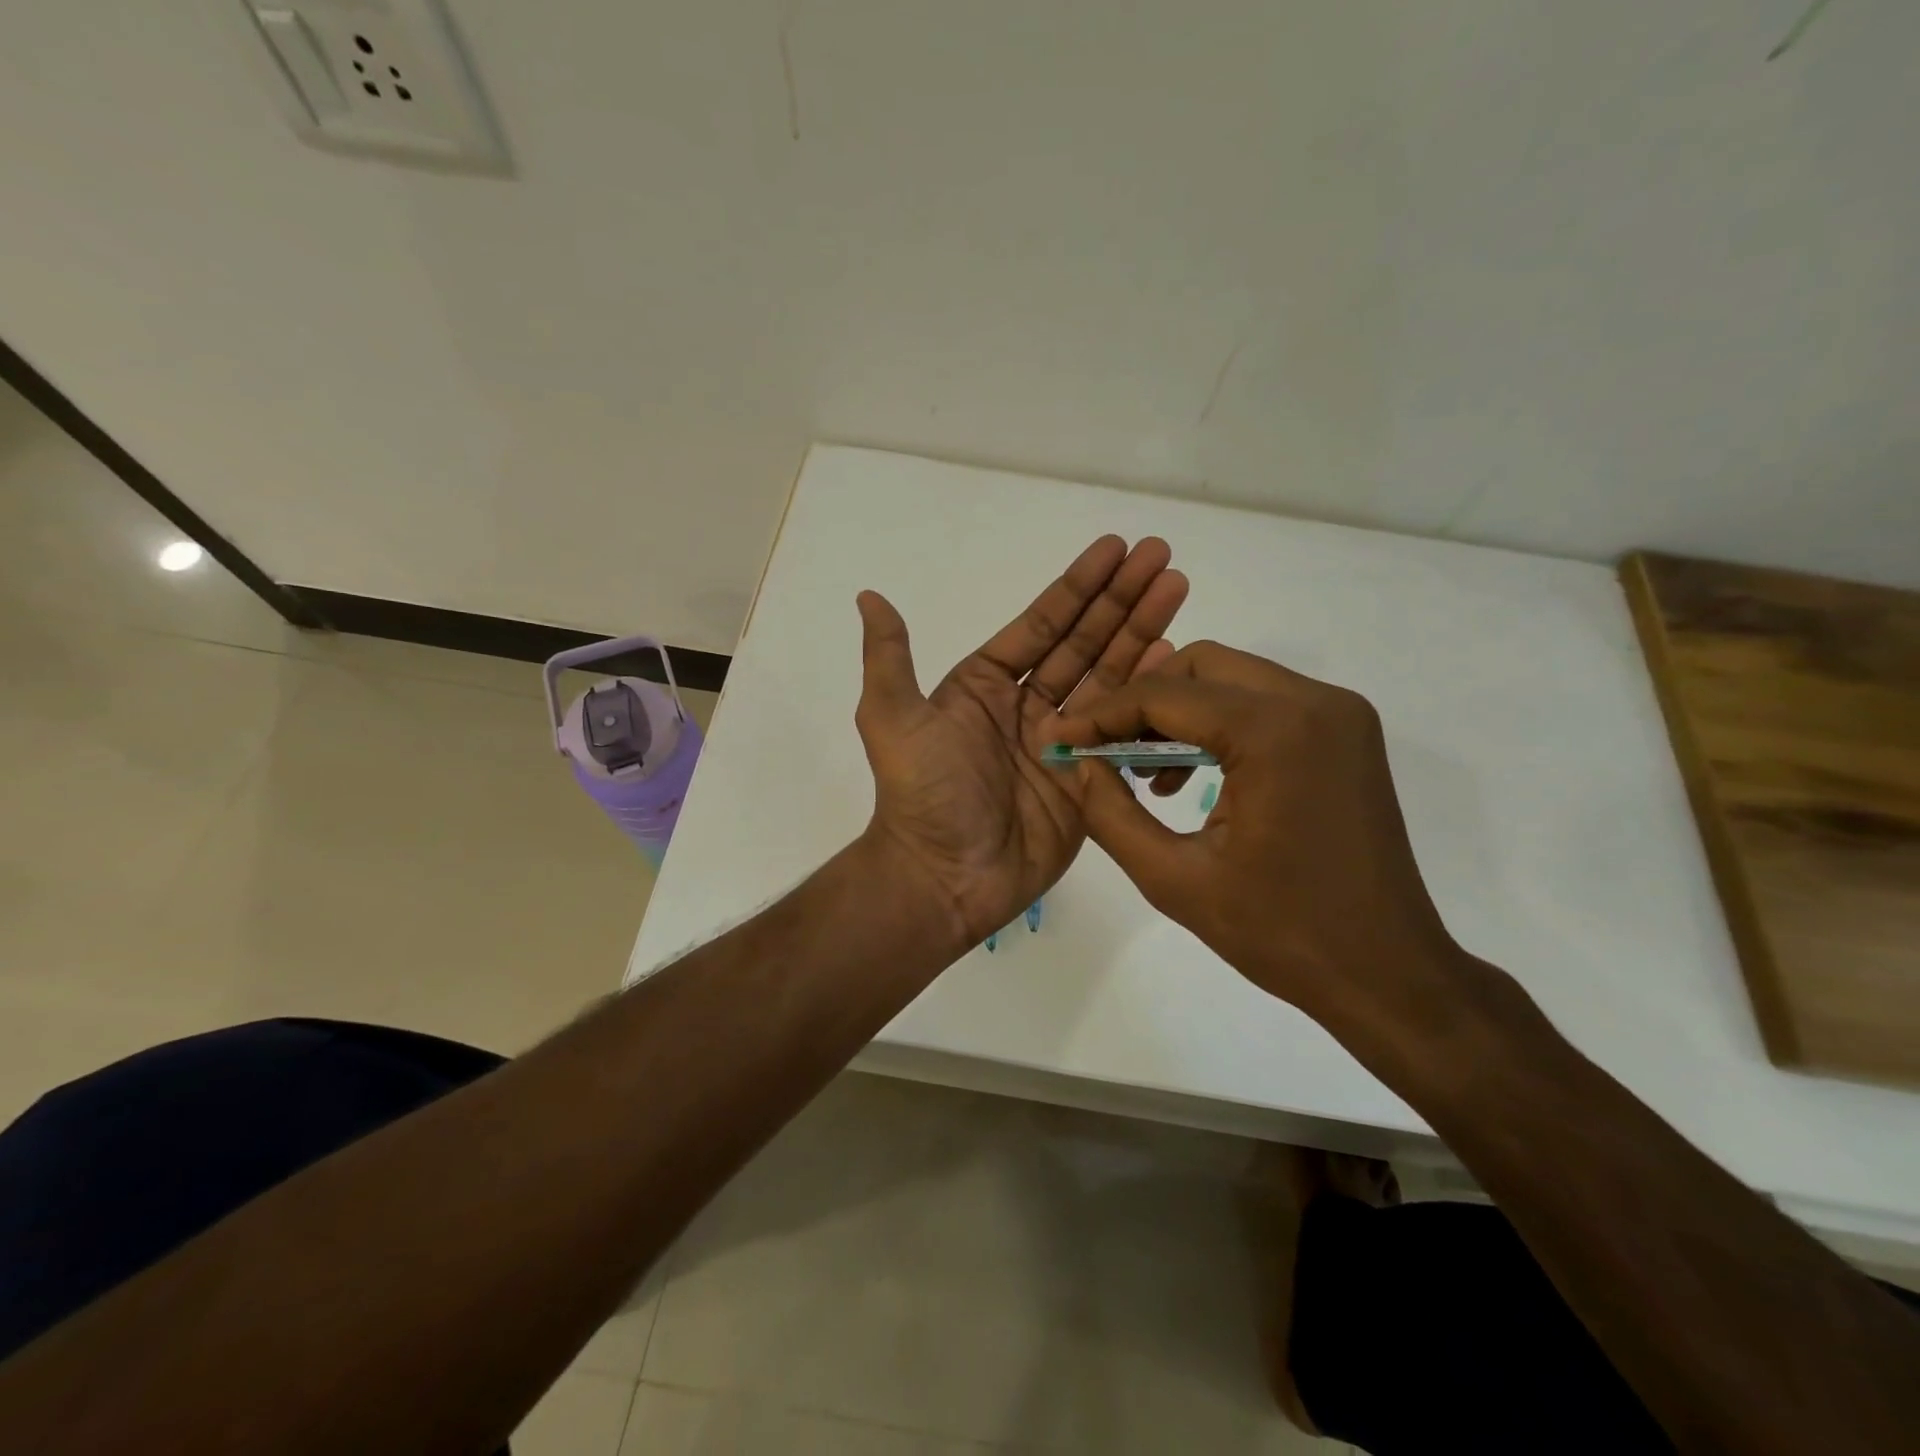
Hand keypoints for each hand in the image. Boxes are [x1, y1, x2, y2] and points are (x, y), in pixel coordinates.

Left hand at [854, 537, 1186, 946]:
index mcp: (985, 686)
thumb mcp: (891, 719)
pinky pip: (1123, 731)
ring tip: (1177, 588)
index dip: (1078, 587)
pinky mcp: (1089, 781)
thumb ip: (889, 657)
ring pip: (1110, 678)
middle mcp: (1028, 707)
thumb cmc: (922, 795)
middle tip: (1162, 555)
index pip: (1041, 625)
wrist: (944, 878)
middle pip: (1084, 642)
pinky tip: (1173, 658)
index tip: (1115, 548)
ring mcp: (1063, 743)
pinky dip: (1147, 696)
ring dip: (1143, 633)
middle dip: (1121, 599)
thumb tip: (868, 595)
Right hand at [1052, 641, 1466, 1030]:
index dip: (1103, 714)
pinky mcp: (1347, 732)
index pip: (1166, 695)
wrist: (1388, 973)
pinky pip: (1264, 703)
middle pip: (1201, 666)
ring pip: (1232, 678)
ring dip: (1180, 712)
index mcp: (1275, 733)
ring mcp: (1339, 713)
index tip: (1063, 739)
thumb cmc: (1280, 933)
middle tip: (1106, 750)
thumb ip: (1110, 813)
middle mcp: (1315, 702)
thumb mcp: (1173, 879)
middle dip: (1143, 701)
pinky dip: (1219, 724)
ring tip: (1146, 773)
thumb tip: (1075, 763)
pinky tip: (1193, 776)